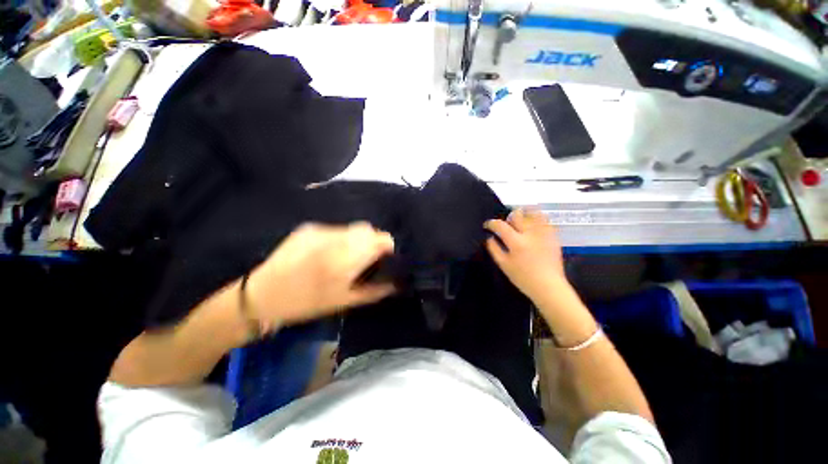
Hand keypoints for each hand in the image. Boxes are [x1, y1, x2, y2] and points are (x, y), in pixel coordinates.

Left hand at [247, 222, 395, 326]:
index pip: (380, 239)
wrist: (262, 296)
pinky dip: (340, 238)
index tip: (385, 258)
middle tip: (367, 258)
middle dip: (373, 241)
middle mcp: (335, 238)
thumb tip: (396, 283)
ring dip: (356, 239)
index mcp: (345, 259)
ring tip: (346, 255)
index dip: (387, 246)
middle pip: (367, 229)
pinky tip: (328, 252)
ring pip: (352, 228)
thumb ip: (374, 291)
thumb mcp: (344, 301)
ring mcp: (320, 230)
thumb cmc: (306, 303)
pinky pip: (335, 229)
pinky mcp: (309, 227)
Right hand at [484, 209, 566, 303]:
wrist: (549, 286)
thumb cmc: (523, 278)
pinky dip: (537, 218)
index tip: (487, 225)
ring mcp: (543, 234)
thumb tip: (489, 237)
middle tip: (505, 223)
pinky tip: (532, 223)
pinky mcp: (553, 236)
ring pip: (533, 213)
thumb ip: (494, 249)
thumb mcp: (503, 265)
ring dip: (524, 213)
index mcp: (516, 242)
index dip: (491, 223)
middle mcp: (530, 234)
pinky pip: (545, 220)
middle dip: (508, 216)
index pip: (500, 225)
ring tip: (520, 218)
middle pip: (517, 215)